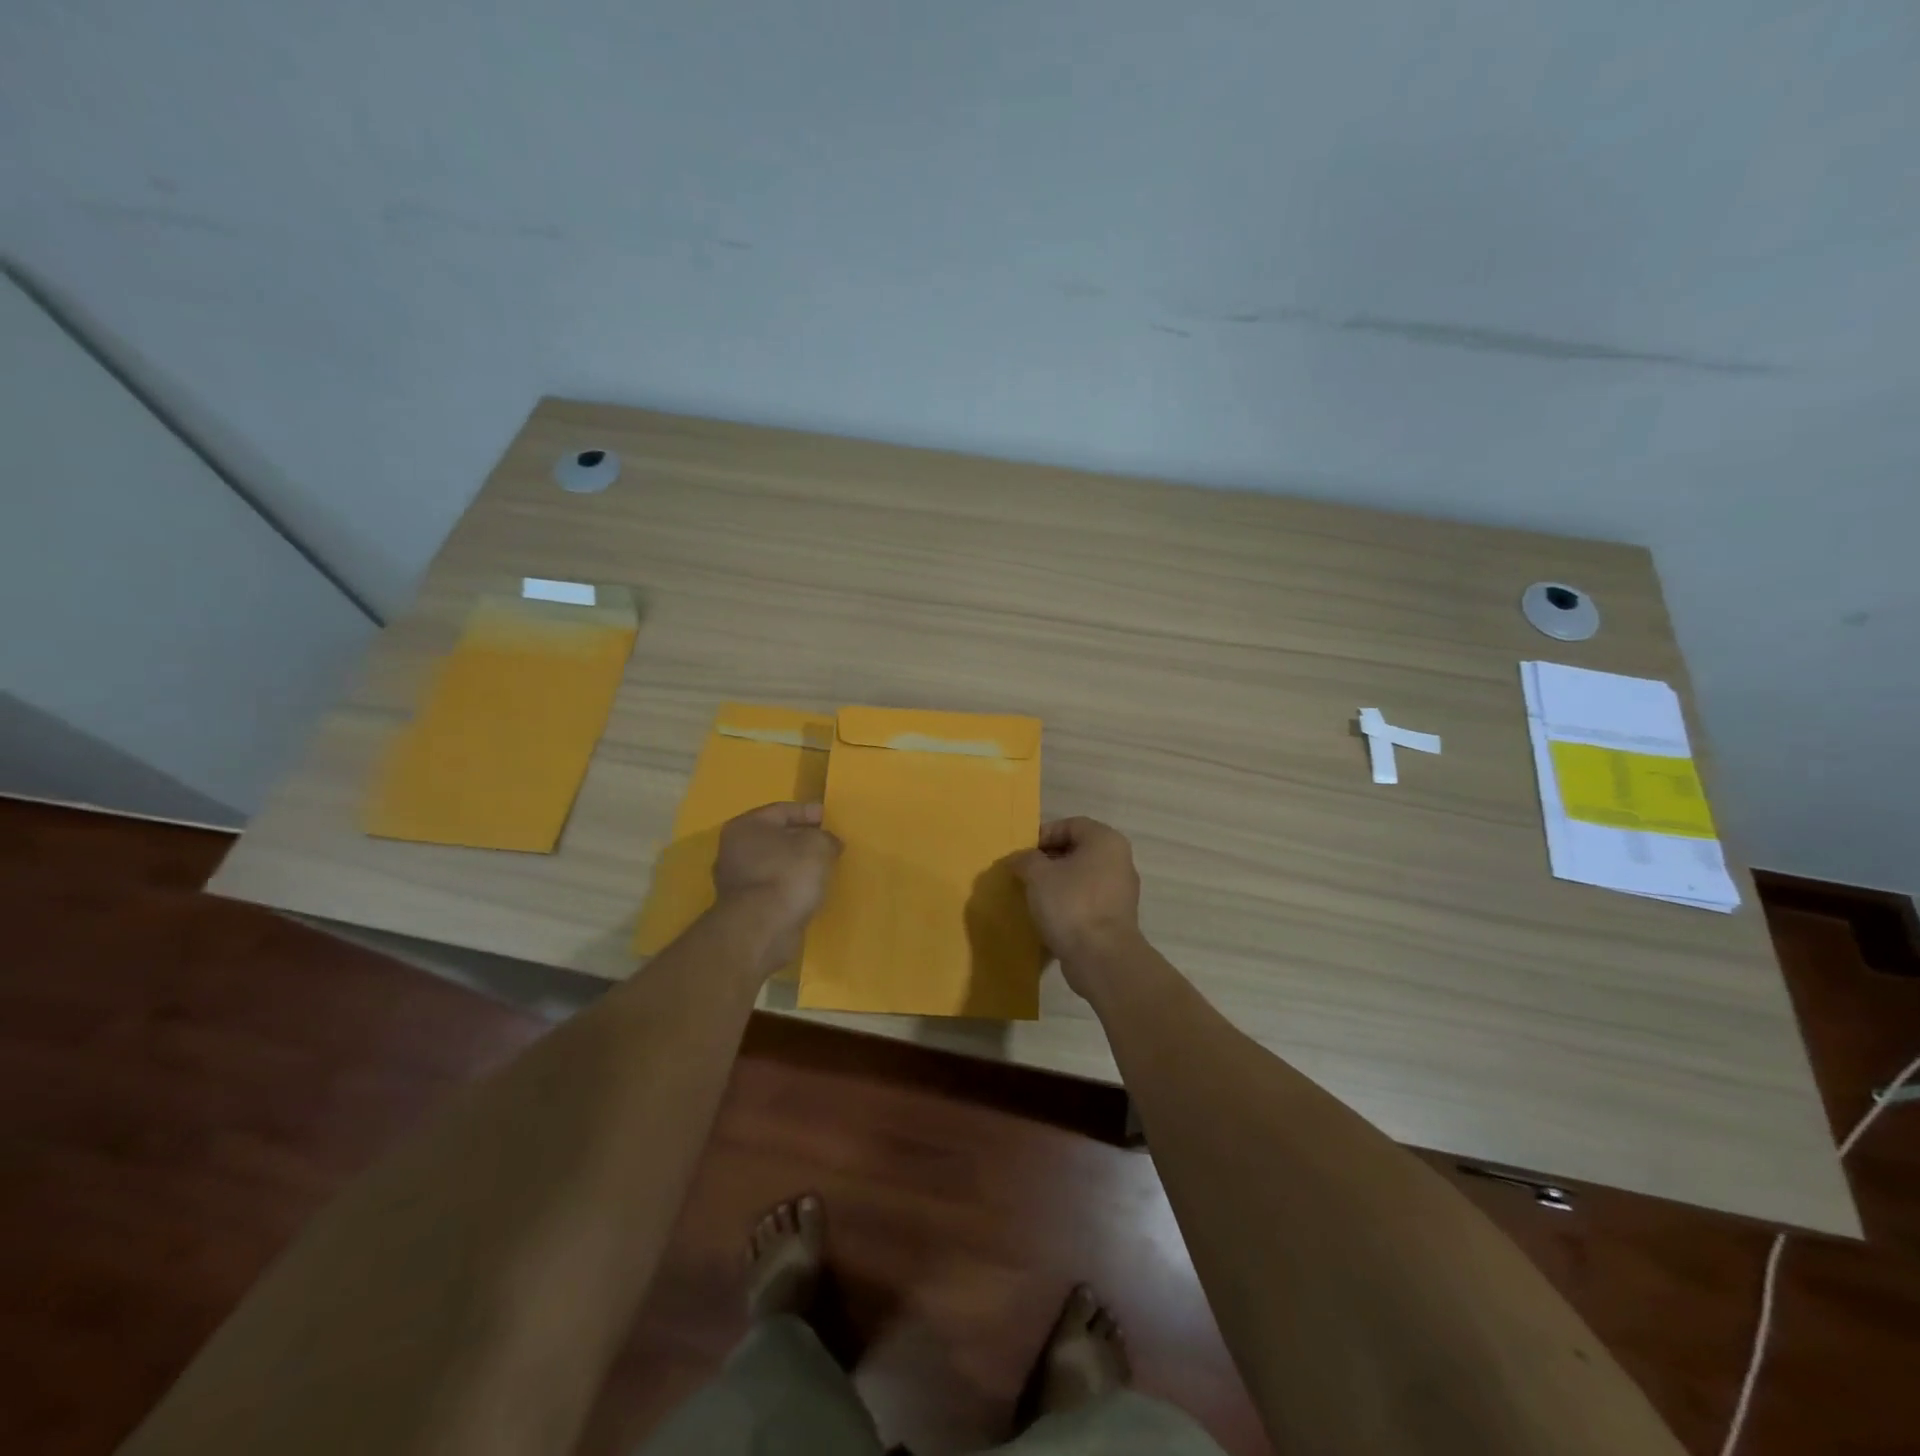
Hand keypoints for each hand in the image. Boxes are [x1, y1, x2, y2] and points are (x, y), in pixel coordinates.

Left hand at [712, 802, 841, 976]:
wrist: (762, 930)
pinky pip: (774, 888)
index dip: (810, 812)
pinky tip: (810, 891)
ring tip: (824, 869)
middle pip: (776, 837)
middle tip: (830, 844)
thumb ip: (826, 837)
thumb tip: (828, 843)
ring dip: (797, 866)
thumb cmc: (787, 875)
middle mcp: (734, 850)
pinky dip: (791, 887)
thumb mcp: (818, 845)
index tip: (832, 820)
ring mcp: (736, 881)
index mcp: (746, 826)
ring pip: (775, 864)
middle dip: (803, 839)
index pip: (783, 810)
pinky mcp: (744, 908)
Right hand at [1011, 817, 1143, 993]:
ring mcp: (1121, 891)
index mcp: (1105, 841)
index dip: (1043, 835)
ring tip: (1034, 895)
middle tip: (1025, 874)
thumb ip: (1025, 859)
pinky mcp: (1117, 917)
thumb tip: (1020, 859)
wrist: (1102, 958)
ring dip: (1058, 882)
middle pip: (1077, 850)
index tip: (1023, 854)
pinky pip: (1088, 899)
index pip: (1070, 825)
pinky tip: (1050, 916)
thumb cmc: (1071, 904)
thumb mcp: (1038, 875)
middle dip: (1048, 860)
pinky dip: (1069, 902)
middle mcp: (1119, 860)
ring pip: (1082, 876)